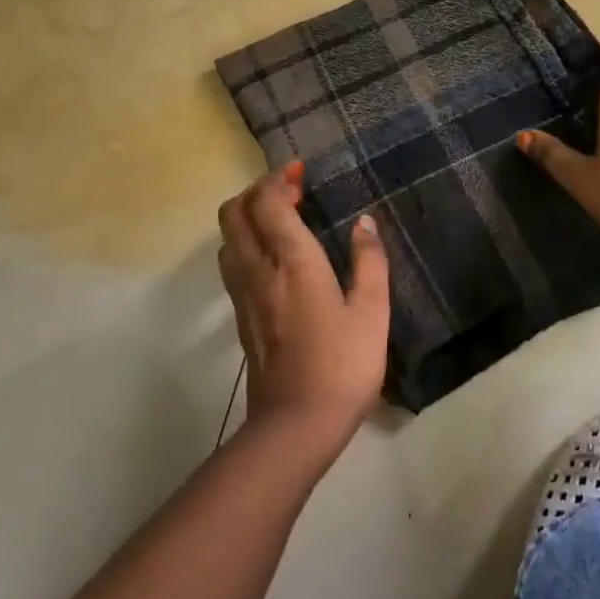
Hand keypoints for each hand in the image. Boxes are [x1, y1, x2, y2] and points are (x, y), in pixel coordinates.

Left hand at [217, 163, 390, 455]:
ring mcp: (243, 295)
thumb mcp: (372, 313)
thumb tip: (365, 223)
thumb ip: (369, 262)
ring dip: (247, 217)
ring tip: (282, 221)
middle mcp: (258, 270)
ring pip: (228, 238)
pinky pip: (232, 264)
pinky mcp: (241, 317)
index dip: (278, 179)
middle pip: (234, 213)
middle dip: (256, 191)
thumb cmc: (343, 365)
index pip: (266, 202)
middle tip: (290, 192)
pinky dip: (246, 243)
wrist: (296, 426)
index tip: (300, 172)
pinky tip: (275, 258)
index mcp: (292, 261)